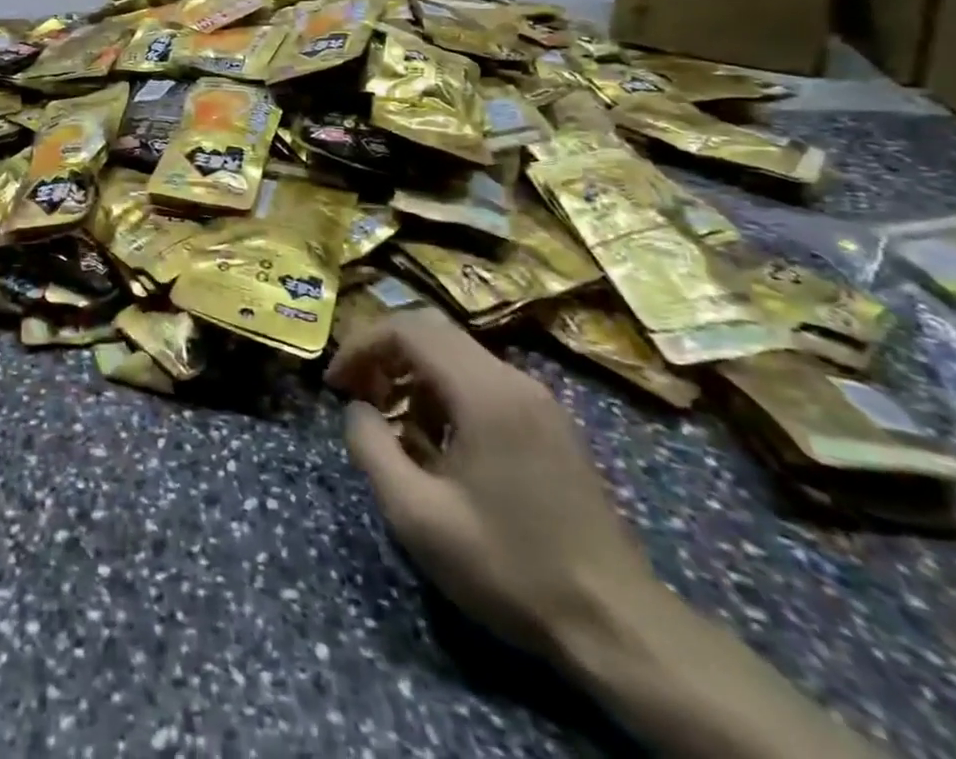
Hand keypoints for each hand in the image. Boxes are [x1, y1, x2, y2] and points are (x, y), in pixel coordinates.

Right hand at [329, 308, 660, 668]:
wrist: (619, 628)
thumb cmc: (510, 566)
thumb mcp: (417, 515)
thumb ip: (371, 448)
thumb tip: (357, 408)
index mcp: (484, 391)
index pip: (407, 328)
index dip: (361, 345)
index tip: (336, 383)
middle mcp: (513, 379)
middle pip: (431, 330)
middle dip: (383, 352)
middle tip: (357, 392)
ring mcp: (537, 399)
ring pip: (456, 354)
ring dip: (412, 372)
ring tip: (391, 420)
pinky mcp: (549, 423)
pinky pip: (481, 380)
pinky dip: (443, 391)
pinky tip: (435, 441)